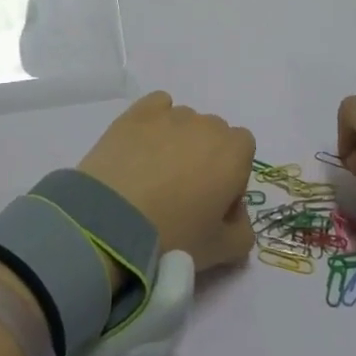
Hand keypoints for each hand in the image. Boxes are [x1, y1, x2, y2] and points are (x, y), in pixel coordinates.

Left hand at [78, 91, 255, 269]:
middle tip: (183, 193)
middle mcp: (206, 124)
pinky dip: (156, 121)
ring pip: (185, 122)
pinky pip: (158, 105)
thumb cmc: (174, 235)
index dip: (232, 174)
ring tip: (154, 175)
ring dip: (179, 141)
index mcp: (233, 152)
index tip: (214, 202)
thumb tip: (236, 216)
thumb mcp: (221, 250)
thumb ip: (242, 232)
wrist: (112, 220)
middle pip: (213, 134)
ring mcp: (171, 114)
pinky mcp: (138, 112)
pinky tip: (142, 147)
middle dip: (205, 157)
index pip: (243, 149)